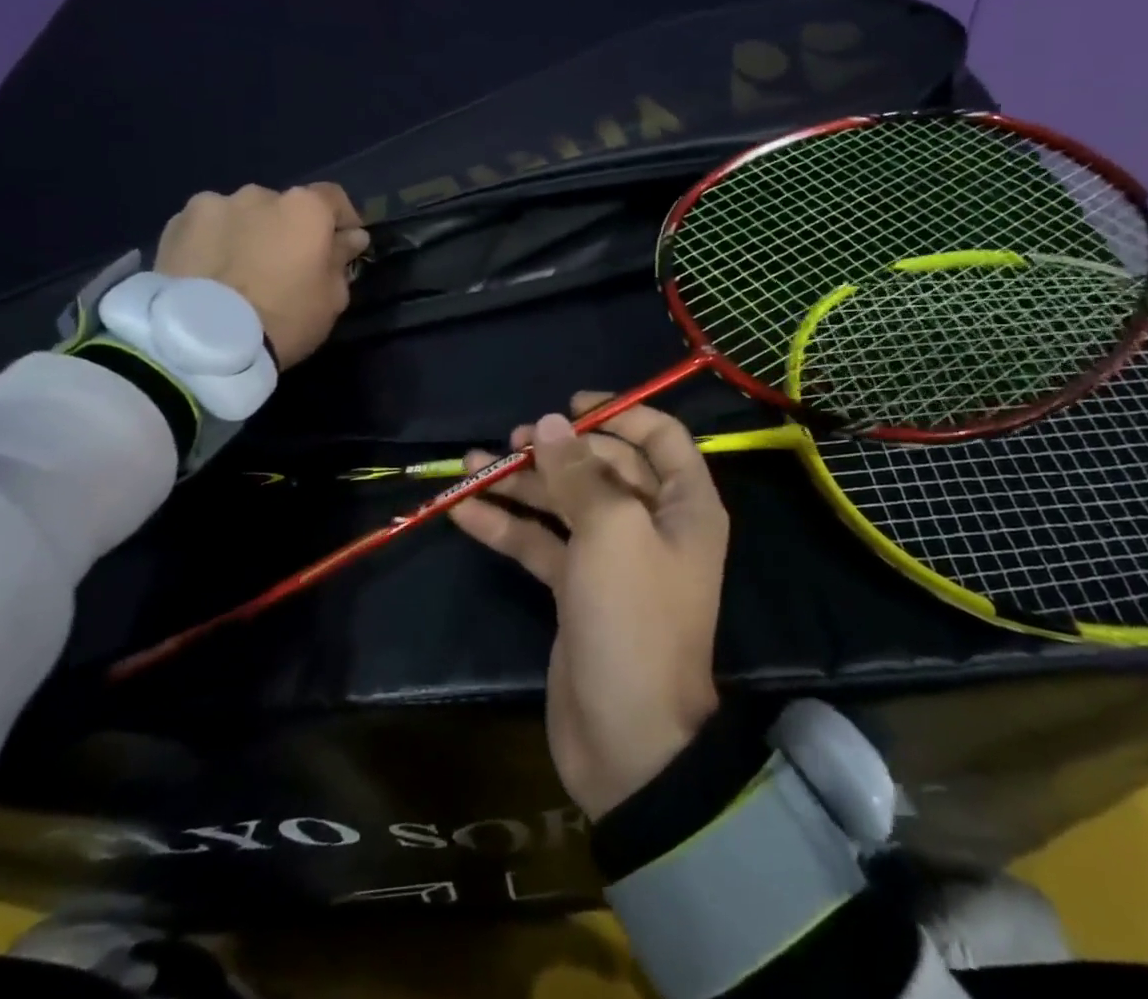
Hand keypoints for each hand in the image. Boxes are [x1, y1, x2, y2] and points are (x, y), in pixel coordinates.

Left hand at [154, 183, 369, 367]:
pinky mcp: (174, 225)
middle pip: (282, 207)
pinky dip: (211, 243)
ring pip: (239, 215)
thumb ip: (341, 259)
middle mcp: (258, 194)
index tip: (343, 244)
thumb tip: (350, 238)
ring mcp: (211, 206)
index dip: (341, 220)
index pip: (333, 199)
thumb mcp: (331, 299)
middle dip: (286, 229)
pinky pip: (204, 229)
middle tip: (282, 266)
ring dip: (246, 233)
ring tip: (238, 272)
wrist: (202, 343)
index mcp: (304, 208)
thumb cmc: (283, 319)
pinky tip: (208, 274)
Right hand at [451, 393, 726, 818]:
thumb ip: (579, 472)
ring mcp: (611, 558)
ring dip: (522, 484)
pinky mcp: (576, 589)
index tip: (570, 407)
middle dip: (558, 451)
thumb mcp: (611, 531)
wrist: (627, 739)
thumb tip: (551, 424)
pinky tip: (465, 511)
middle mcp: (651, 524)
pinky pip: (540, 544)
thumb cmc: (633, 617)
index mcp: (683, 505)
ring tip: (473, 466)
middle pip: (603, 467)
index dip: (619, 414)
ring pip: (565, 503)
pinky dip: (507, 526)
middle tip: (513, 442)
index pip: (659, 438)